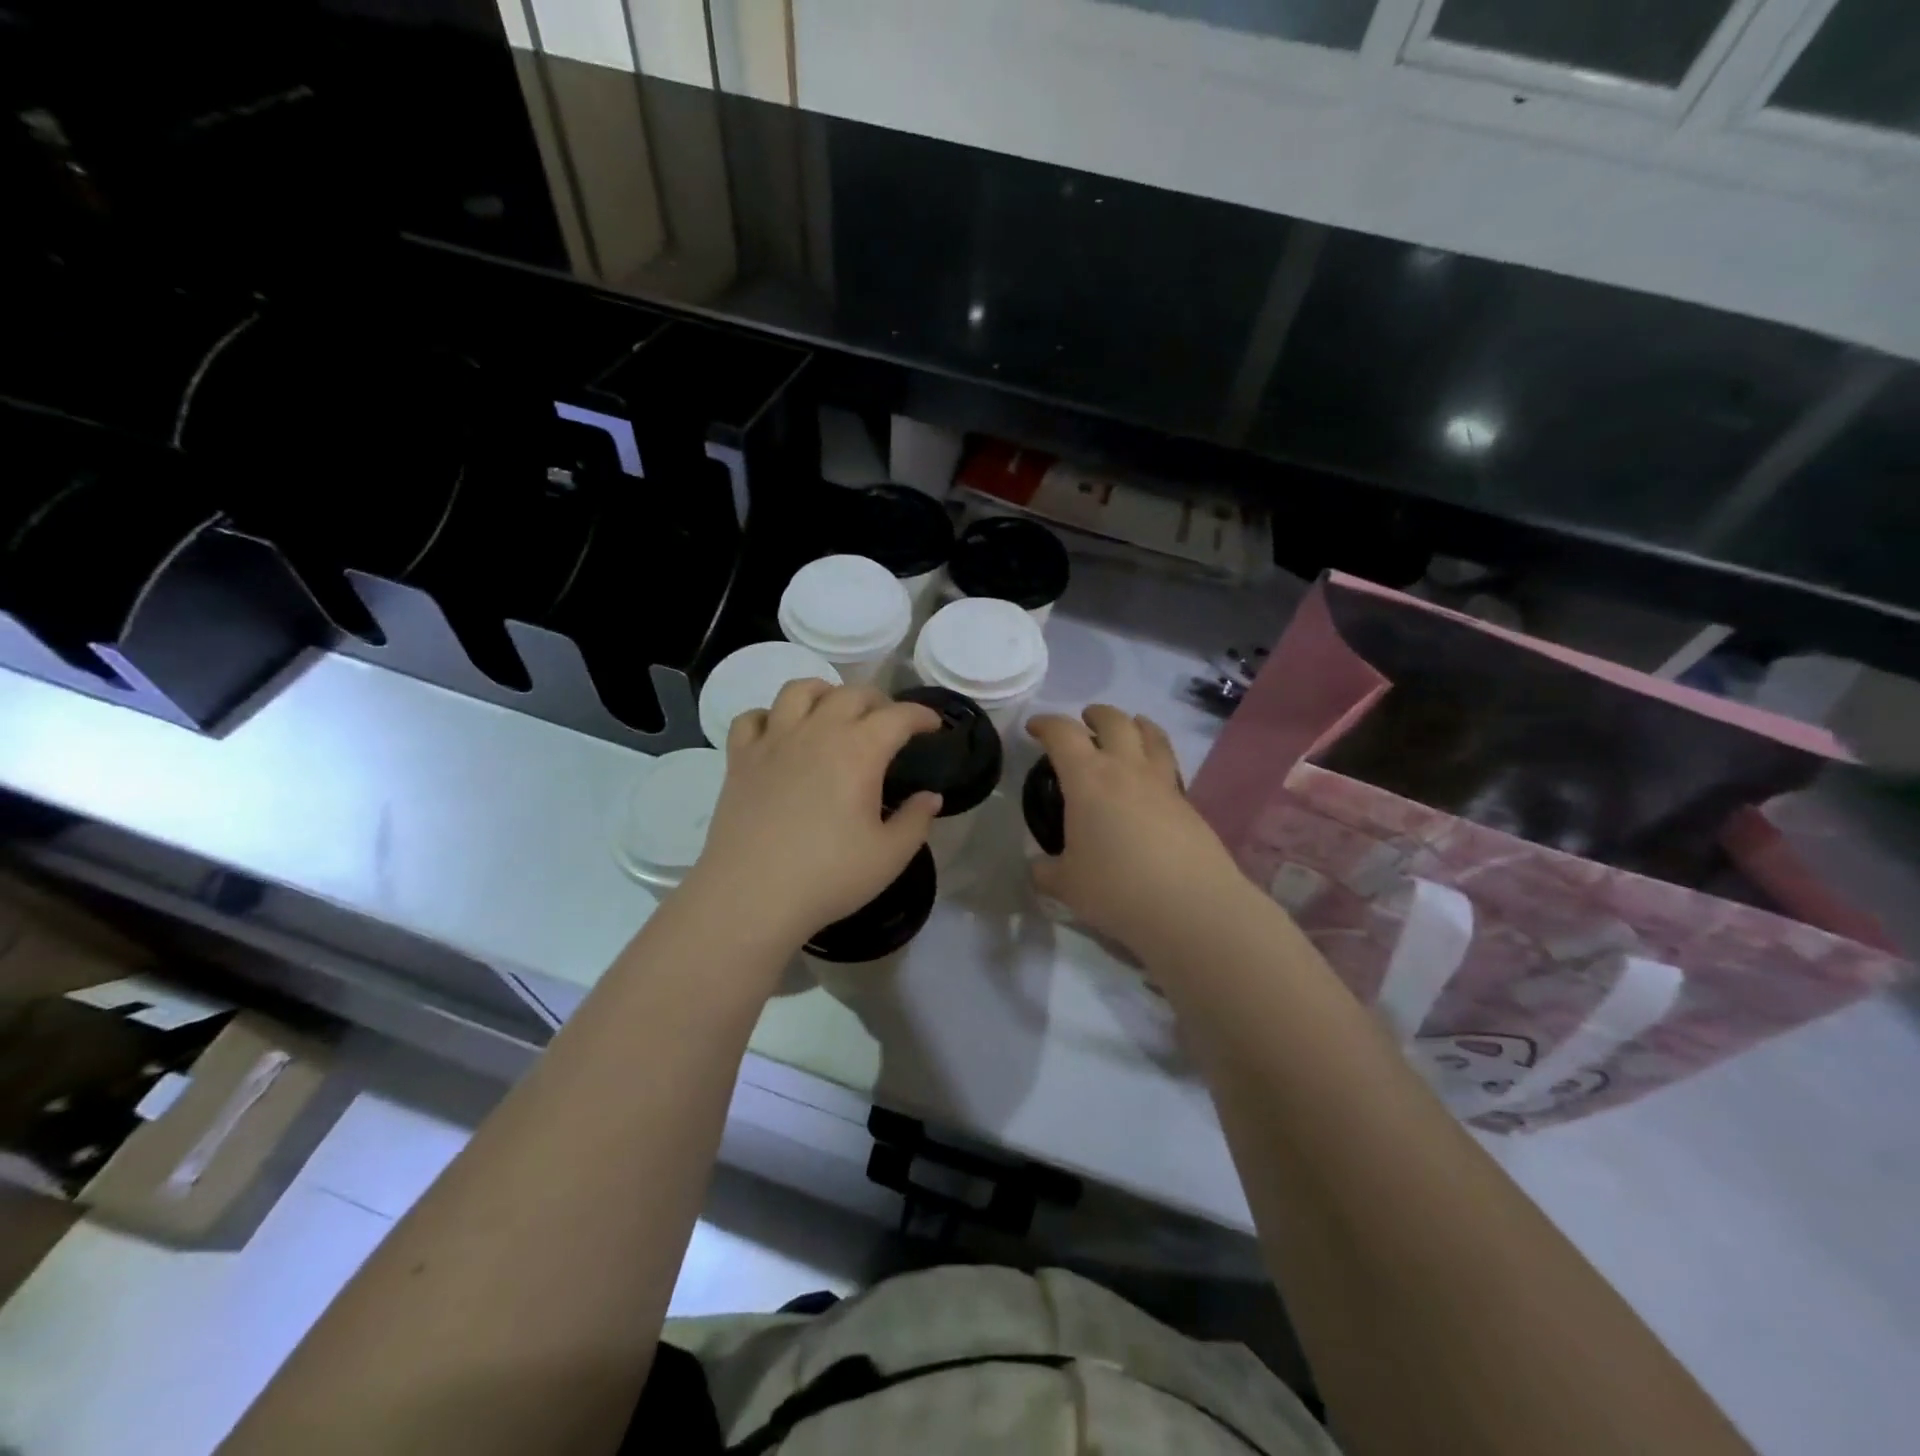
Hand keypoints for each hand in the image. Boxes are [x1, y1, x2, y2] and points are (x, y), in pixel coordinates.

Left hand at [682, 680, 942, 947]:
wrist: (750, 896)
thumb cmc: (828, 877)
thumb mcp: (890, 856)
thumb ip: (916, 820)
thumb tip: (930, 797)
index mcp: (859, 750)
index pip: (899, 715)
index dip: (922, 715)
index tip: (934, 725)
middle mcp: (817, 731)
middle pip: (853, 694)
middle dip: (880, 701)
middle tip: (890, 724)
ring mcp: (774, 741)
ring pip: (800, 690)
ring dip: (825, 693)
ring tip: (835, 712)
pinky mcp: (740, 758)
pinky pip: (753, 718)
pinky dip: (771, 717)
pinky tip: (780, 734)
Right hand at [1028, 706, 1255, 960]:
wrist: (1191, 907)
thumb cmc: (1116, 889)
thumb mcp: (1066, 885)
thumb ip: (1046, 871)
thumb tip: (1038, 867)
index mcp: (1088, 778)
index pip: (1063, 734)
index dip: (1046, 724)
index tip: (1035, 728)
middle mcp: (1126, 769)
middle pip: (1114, 721)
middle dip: (1095, 715)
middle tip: (1085, 722)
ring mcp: (1162, 783)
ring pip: (1151, 734)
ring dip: (1134, 724)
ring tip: (1127, 729)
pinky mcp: (1188, 803)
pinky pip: (1168, 764)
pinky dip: (1155, 756)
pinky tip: (1149, 779)